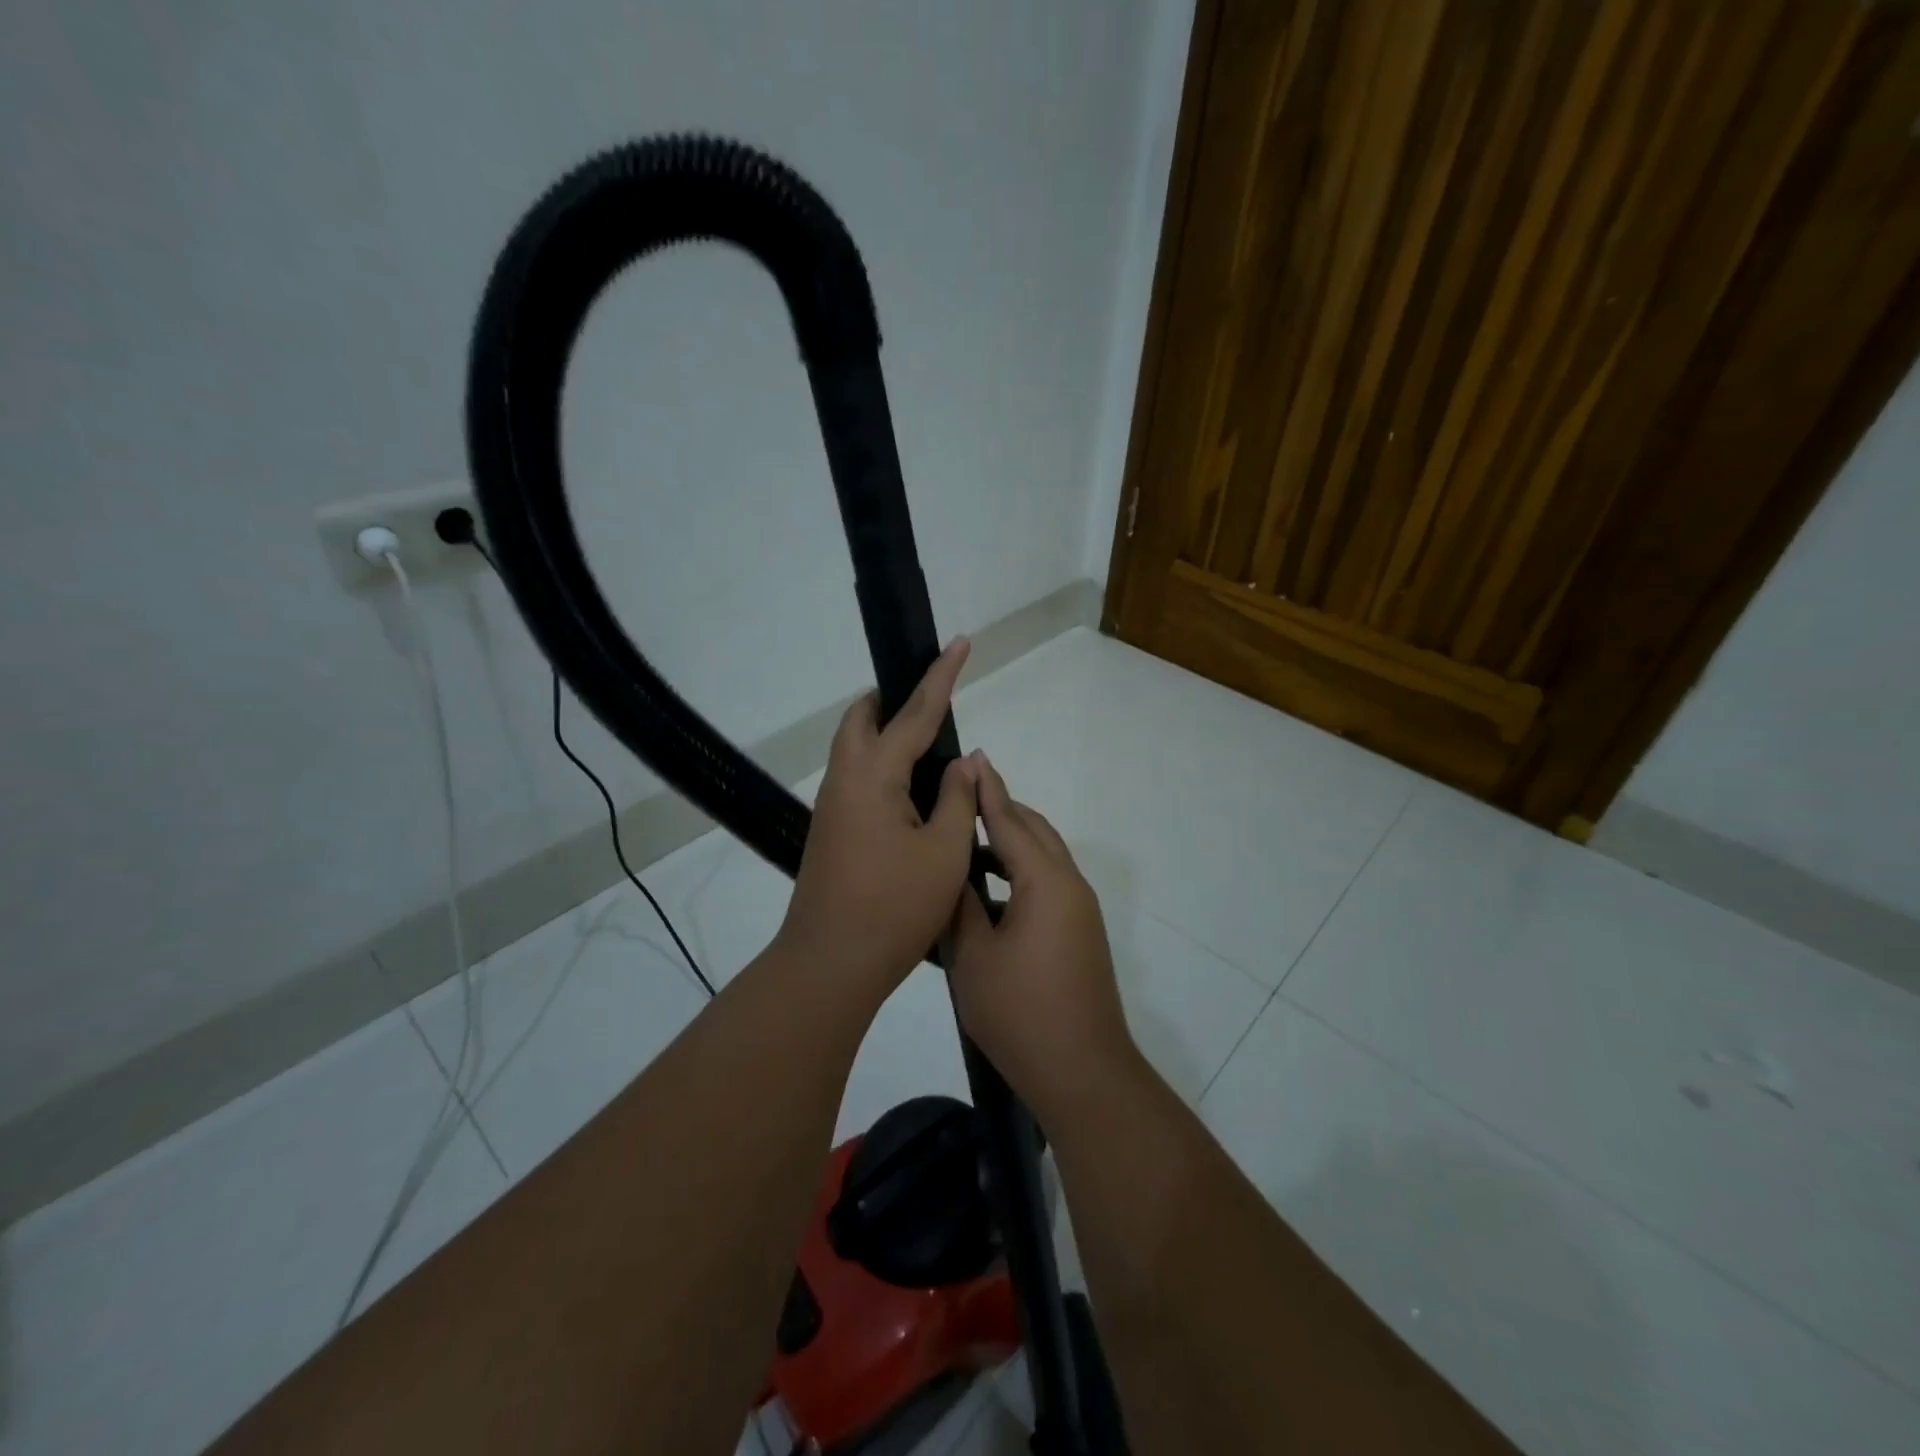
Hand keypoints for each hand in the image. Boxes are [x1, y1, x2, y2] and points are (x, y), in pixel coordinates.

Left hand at [777, 639, 981, 1000]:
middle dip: (896, 701)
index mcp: (872, 776)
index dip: (941, 676)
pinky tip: (913, 794)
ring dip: (888, 736)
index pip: (913, 713)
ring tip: (931, 751)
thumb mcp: (944, 851)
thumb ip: (958, 798)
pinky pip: (858, 779)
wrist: (831, 964)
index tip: (960, 642)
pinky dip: (884, 768)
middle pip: (863, 720)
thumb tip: (965, 761)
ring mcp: (833, 807)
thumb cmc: (894, 908)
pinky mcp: (832, 830)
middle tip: (934, 707)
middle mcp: (844, 780)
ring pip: (856, 750)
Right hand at [948, 756, 1137, 1121]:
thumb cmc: (1019, 1013)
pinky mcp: (1079, 931)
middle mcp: (1069, 885)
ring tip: (966, 841)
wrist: (1081, 1071)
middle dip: (1000, 809)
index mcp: (1045, 882)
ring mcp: (1079, 910)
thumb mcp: (972, 956)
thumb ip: (960, 904)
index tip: (971, 758)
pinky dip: (1018, 873)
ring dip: (1009, 843)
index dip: (987, 789)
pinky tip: (987, 890)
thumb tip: (951, 871)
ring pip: (1043, 857)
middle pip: (1034, 831)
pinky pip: (1047, 883)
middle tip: (961, 796)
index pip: (1010, 821)